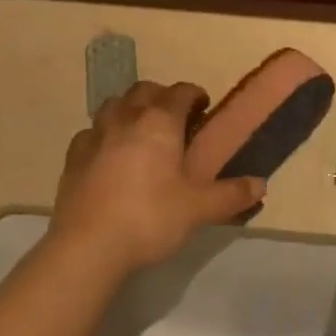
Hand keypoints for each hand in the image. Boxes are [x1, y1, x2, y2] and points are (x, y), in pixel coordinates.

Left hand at [51, 80, 265, 274]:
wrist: (88, 245)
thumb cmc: (150, 217)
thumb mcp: (198, 209)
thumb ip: (231, 195)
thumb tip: (261, 184)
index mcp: (160, 122)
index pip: (181, 92)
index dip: (194, 95)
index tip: (203, 106)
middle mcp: (127, 117)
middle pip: (145, 90)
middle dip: (161, 96)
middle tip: (174, 118)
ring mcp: (96, 134)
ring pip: (114, 104)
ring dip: (130, 109)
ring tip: (139, 130)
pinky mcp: (73, 155)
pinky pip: (90, 132)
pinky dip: (103, 135)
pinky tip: (107, 154)